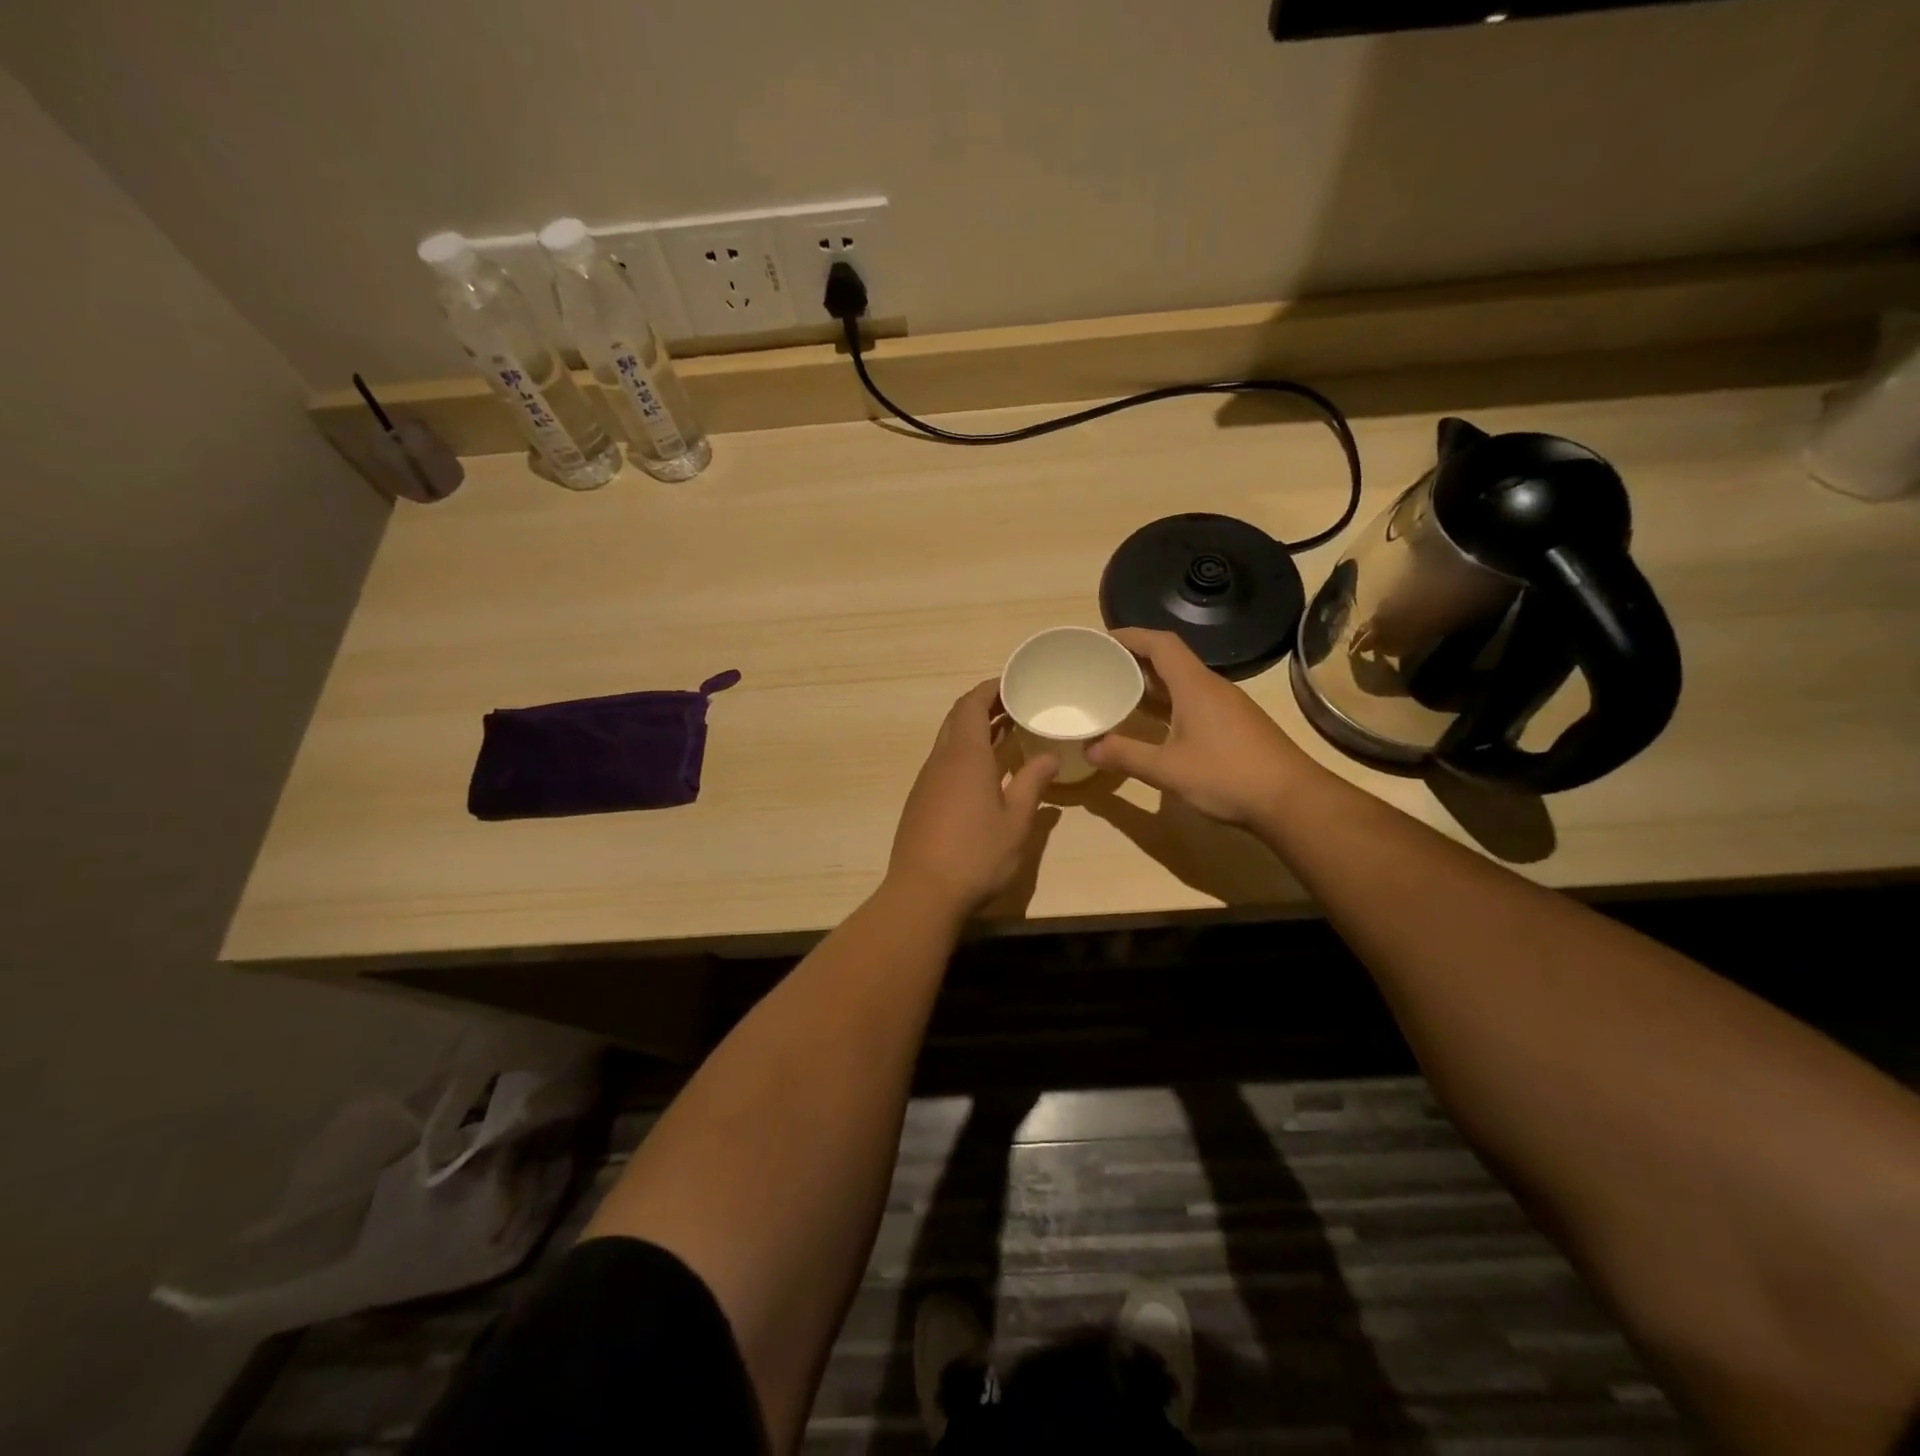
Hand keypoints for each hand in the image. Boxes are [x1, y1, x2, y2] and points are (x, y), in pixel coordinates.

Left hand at [886, 681, 1058, 917]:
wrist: (922, 893)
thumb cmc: (976, 855)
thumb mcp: (1016, 821)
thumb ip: (1033, 783)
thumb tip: (1049, 755)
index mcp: (965, 756)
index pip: (972, 705)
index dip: (990, 688)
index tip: (1013, 682)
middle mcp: (941, 760)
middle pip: (958, 718)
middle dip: (984, 706)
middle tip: (1015, 705)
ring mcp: (926, 781)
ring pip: (948, 741)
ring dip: (974, 730)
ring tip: (1006, 733)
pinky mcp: (920, 801)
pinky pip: (943, 763)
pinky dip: (964, 753)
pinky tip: (984, 773)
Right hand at [1084, 628, 1314, 827]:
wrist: (1292, 800)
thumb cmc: (1227, 776)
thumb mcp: (1168, 769)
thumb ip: (1126, 756)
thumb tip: (1089, 749)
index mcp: (1195, 686)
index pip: (1161, 644)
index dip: (1132, 636)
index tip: (1103, 640)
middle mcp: (1212, 687)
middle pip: (1172, 660)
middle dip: (1137, 660)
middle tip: (1104, 668)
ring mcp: (1228, 706)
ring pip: (1184, 682)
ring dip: (1154, 683)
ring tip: (1122, 693)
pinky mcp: (1237, 725)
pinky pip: (1195, 701)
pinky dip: (1170, 703)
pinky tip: (1157, 724)